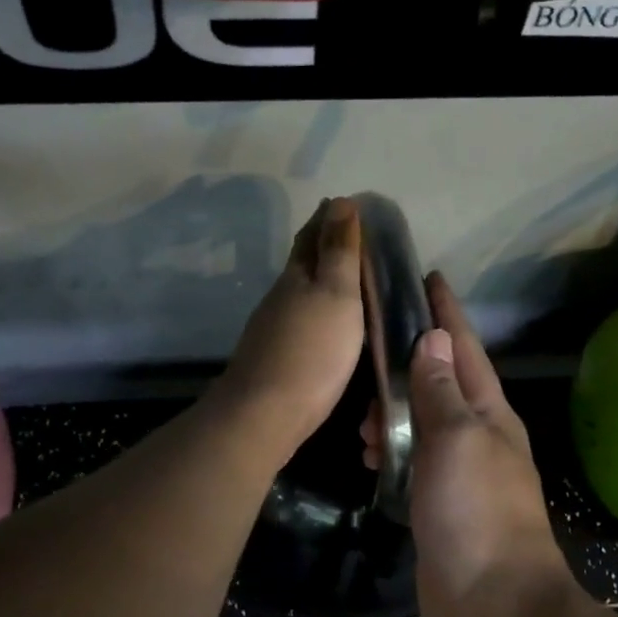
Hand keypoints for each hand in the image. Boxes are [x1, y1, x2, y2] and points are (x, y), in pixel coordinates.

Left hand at [214, 198, 365, 460]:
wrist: (265, 414)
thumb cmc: (311, 351)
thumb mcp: (336, 294)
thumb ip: (339, 252)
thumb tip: (341, 202)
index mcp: (297, 277)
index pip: (312, 236)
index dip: (329, 218)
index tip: (347, 204)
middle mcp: (281, 298)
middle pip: (302, 263)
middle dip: (323, 245)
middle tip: (352, 236)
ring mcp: (274, 331)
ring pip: (300, 294)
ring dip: (321, 281)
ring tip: (348, 279)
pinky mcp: (276, 360)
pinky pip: (301, 323)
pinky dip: (317, 313)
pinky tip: (327, 325)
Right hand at [364, 274, 574, 616]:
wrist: (494, 605)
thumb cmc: (477, 512)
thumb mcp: (456, 439)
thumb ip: (440, 390)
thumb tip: (432, 339)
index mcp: (489, 412)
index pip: (463, 348)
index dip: (446, 312)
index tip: (428, 277)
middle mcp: (477, 436)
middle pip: (440, 382)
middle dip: (408, 363)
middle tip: (369, 357)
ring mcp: (459, 473)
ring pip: (422, 424)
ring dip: (394, 413)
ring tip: (362, 421)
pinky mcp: (439, 505)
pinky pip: (412, 462)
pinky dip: (391, 452)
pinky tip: (371, 457)